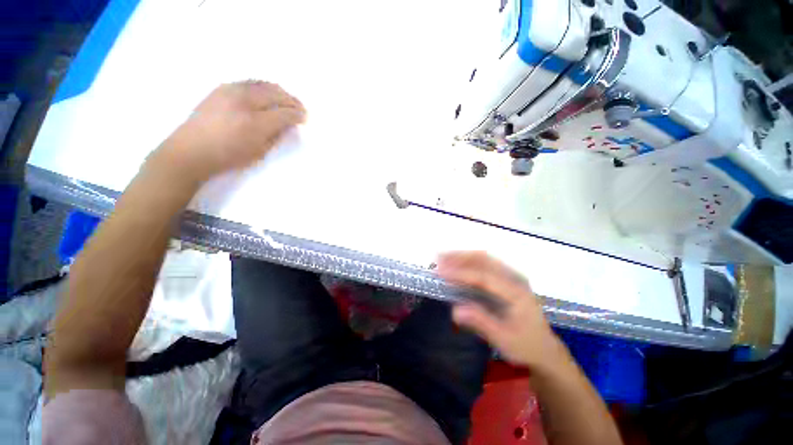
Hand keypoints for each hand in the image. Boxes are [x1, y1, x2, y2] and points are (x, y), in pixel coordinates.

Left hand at [159, 81, 305, 182]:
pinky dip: (263, 86)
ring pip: (263, 84)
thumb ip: (275, 136)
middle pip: (276, 94)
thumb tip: (285, 125)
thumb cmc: (228, 157)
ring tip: (288, 98)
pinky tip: (267, 93)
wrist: (190, 150)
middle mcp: (245, 102)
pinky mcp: (221, 88)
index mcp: (255, 123)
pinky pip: (249, 82)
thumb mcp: (258, 152)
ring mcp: (231, 91)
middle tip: (301, 107)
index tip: (305, 118)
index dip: (298, 115)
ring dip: (279, 91)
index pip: (284, 113)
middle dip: (292, 100)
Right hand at [437, 251, 564, 369]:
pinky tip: (457, 264)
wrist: (545, 349)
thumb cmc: (525, 346)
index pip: (484, 277)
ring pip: (484, 258)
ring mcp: (511, 277)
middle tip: (439, 258)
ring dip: (462, 256)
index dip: (461, 273)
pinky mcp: (506, 279)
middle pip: (484, 260)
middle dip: (459, 257)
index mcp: (516, 292)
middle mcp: (514, 278)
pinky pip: (485, 264)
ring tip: (443, 258)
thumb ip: (481, 323)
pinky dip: (468, 261)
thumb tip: (454, 311)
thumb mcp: (504, 340)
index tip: (441, 272)